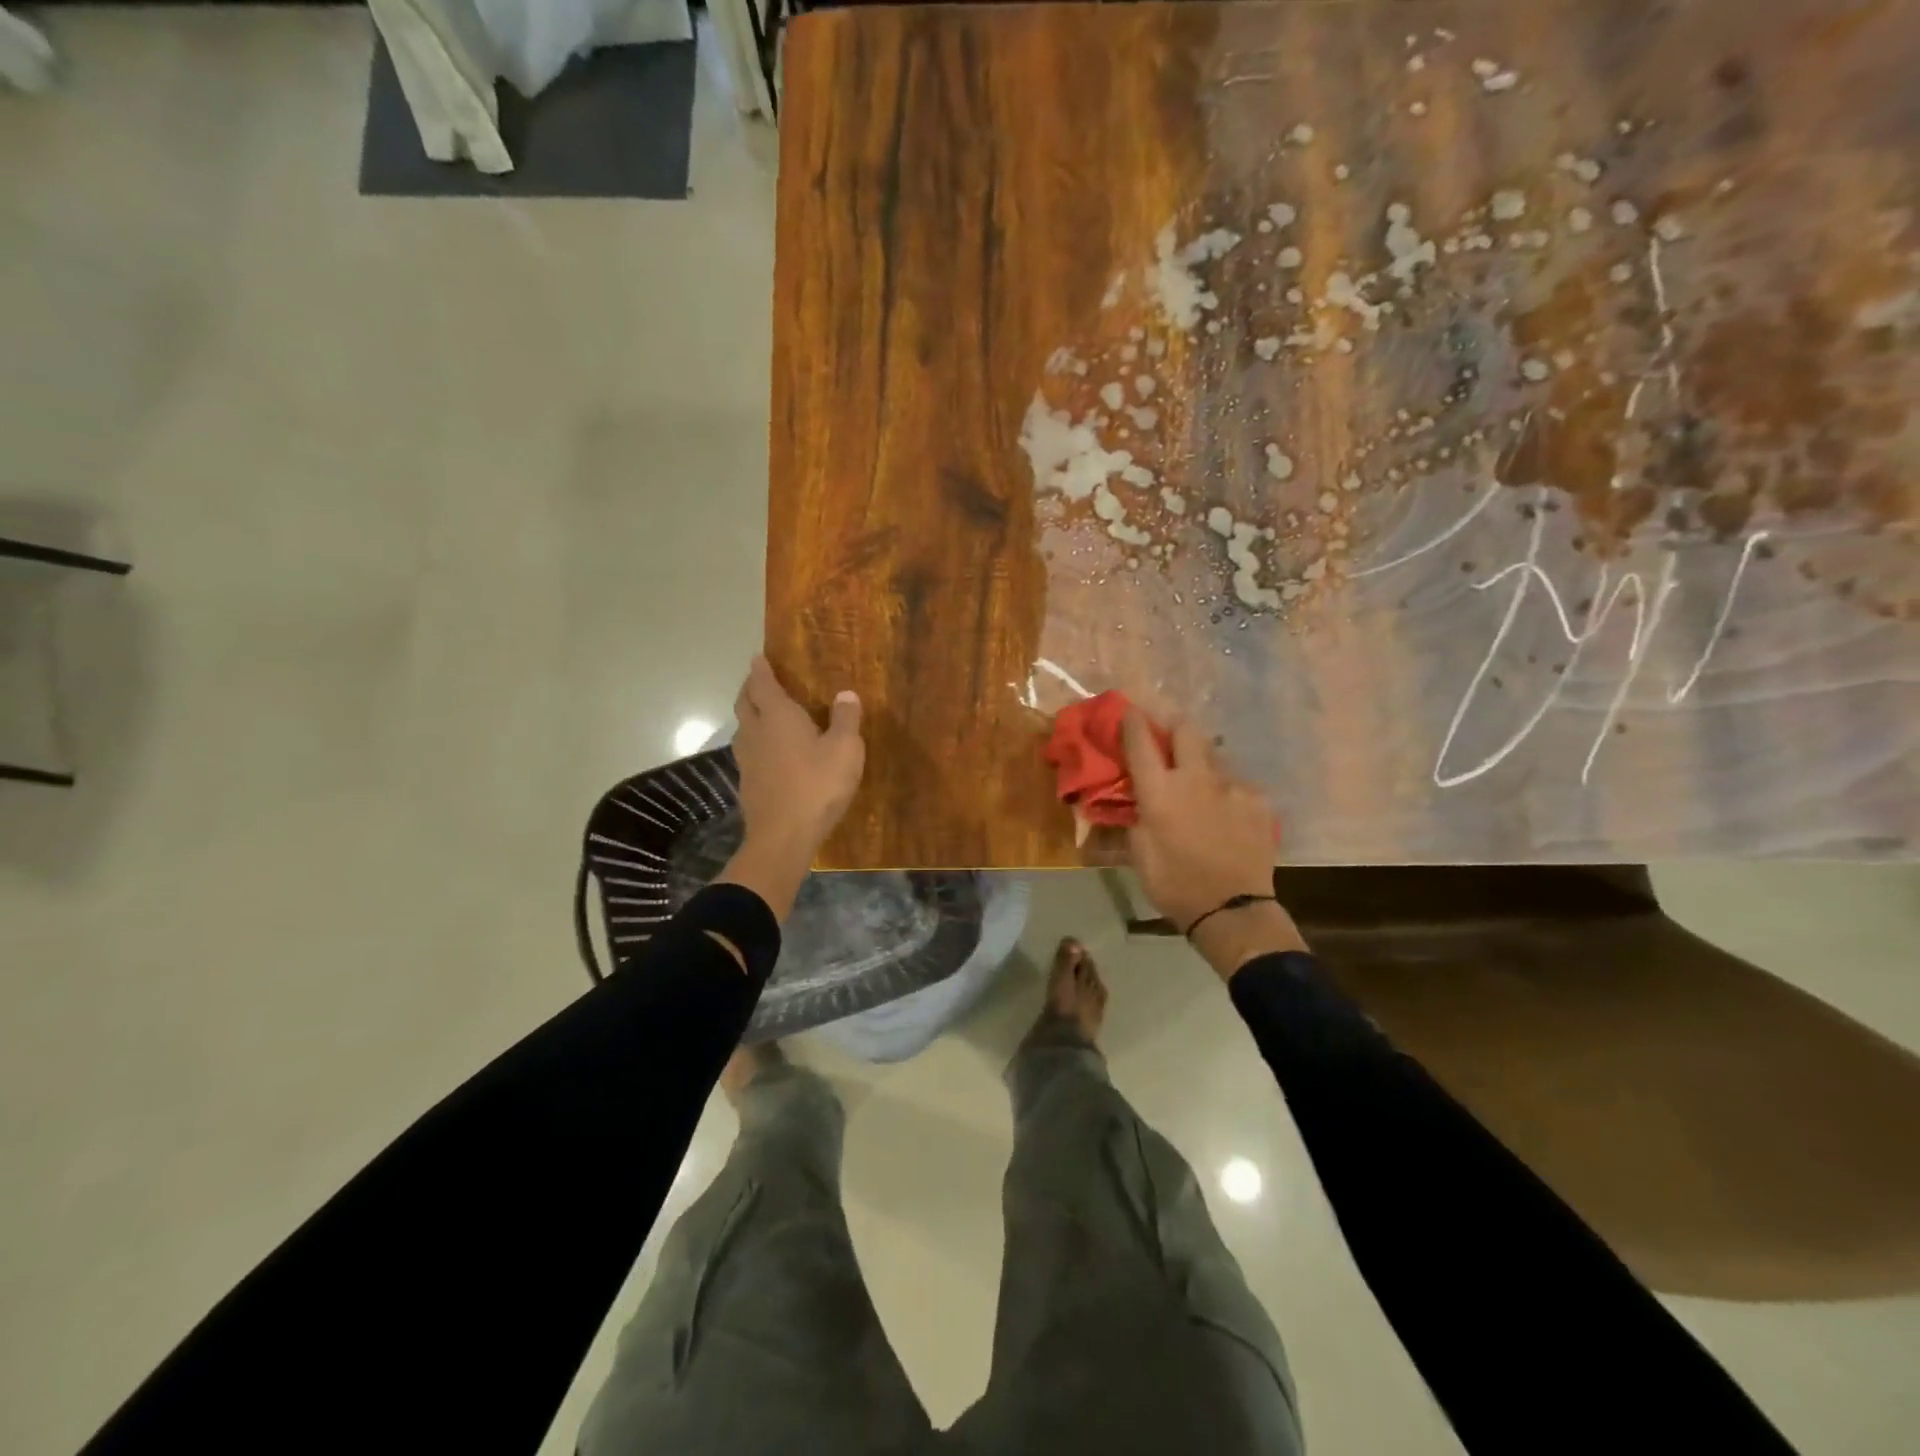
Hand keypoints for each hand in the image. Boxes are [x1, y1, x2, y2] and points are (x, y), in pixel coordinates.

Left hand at [721, 657, 863, 917]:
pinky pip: (748, 753)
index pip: (763, 684)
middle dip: (749, 689)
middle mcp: (756, 732)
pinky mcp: (747, 784)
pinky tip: (768, 754)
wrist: (783, 837)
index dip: (760, 669)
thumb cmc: (817, 786)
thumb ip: (846, 720)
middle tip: (758, 681)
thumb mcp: (845, 750)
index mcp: (778, 717)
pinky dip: (755, 743)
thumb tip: (846, 694)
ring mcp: (747, 760)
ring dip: (749, 716)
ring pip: (742, 729)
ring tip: (762, 715)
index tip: (758, 657)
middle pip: (745, 703)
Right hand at [1122, 712, 1306, 976]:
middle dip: (1173, 723)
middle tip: (1167, 731)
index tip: (1129, 710)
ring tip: (1198, 777)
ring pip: (1214, 755)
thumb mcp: (1139, 854)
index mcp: (1159, 791)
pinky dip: (1225, 789)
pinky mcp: (1257, 800)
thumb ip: (1133, 819)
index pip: (1141, 742)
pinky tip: (1224, 808)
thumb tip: (1131, 804)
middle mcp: (1195, 778)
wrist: (1232, 908)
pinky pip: (1236, 784)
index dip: (1132, 721)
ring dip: (1201, 758)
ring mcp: (1231, 786)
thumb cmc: (1173, 883)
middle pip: (1186, 730)